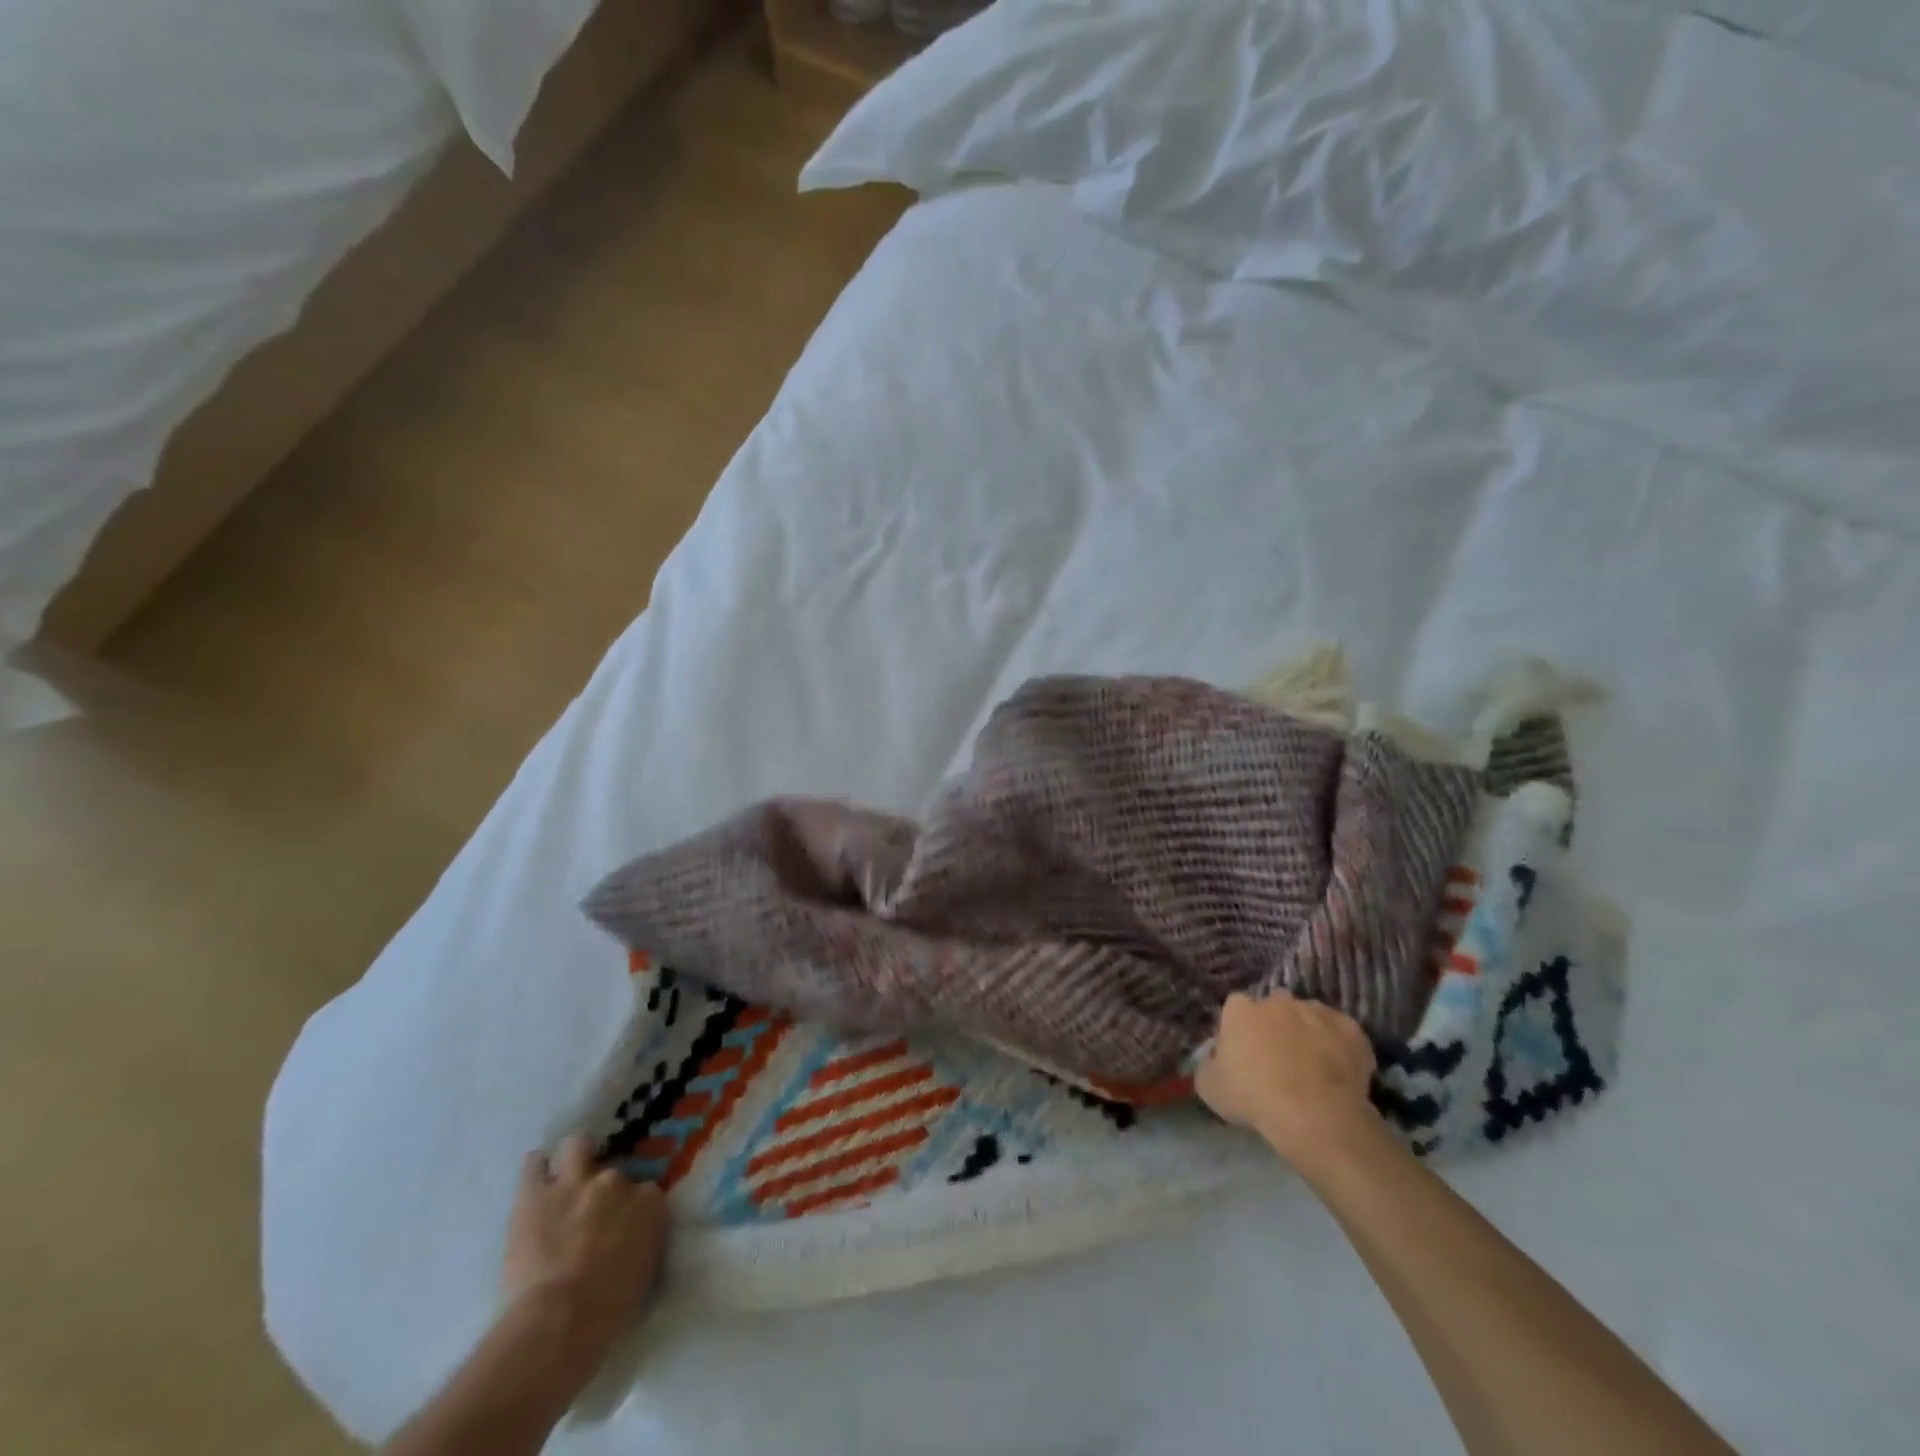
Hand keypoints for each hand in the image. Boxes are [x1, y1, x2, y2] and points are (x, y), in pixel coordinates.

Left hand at [503, 1135, 667, 1368]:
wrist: (559, 1322)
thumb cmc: (608, 1311)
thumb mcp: (644, 1273)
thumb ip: (642, 1242)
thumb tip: (633, 1238)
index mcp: (648, 1202)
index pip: (646, 1193)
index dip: (633, 1210)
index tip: (623, 1229)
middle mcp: (616, 1182)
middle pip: (612, 1174)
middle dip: (603, 1192)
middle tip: (590, 1215)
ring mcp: (575, 1183)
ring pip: (577, 1146)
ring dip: (573, 1159)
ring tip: (565, 1176)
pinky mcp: (536, 1195)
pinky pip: (534, 1165)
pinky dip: (535, 1169)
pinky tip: (536, 1178)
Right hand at [1195, 993, 1377, 1164]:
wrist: (1313, 1113)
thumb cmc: (1253, 1096)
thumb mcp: (1209, 1087)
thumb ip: (1208, 1065)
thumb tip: (1214, 1060)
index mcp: (1240, 1010)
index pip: (1235, 1008)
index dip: (1239, 1029)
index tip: (1243, 1053)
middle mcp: (1277, 1001)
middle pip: (1274, 1007)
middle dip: (1276, 1025)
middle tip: (1279, 1059)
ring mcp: (1316, 1012)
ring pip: (1310, 1016)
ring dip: (1309, 1033)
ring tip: (1312, 1068)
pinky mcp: (1351, 1029)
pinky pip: (1343, 1033)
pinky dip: (1340, 1047)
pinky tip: (1340, 1073)